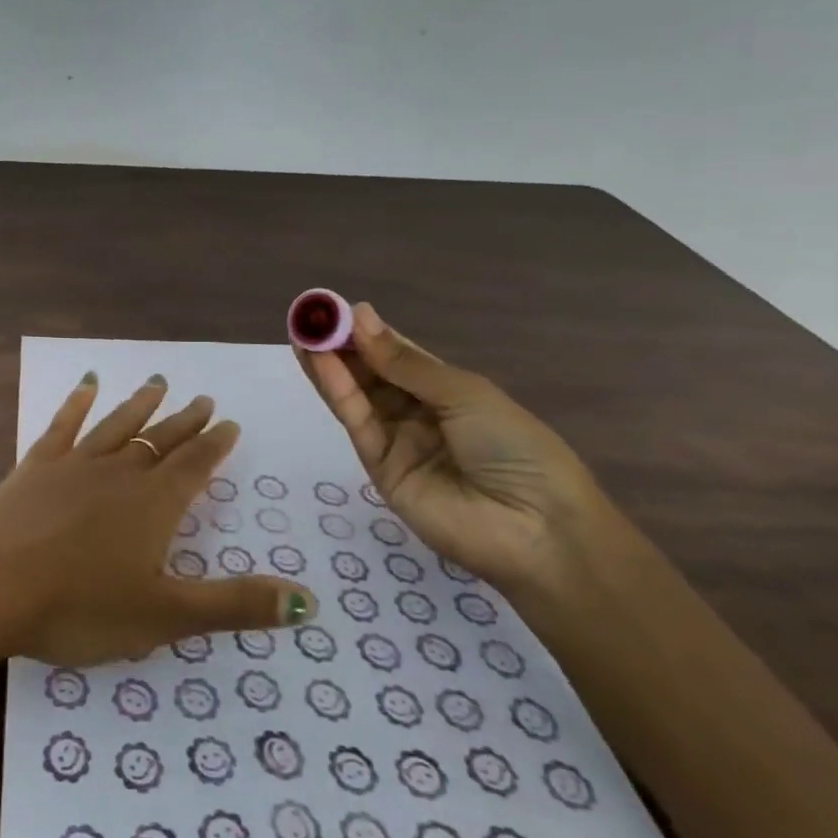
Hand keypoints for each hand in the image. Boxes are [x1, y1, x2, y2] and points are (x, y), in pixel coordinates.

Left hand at [0, 373, 315, 666]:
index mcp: (153, 504)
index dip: (215, 444)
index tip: (229, 422)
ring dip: (140, 405)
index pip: (194, 465)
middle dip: (185, 421)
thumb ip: (234, 605)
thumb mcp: (165, 616)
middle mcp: (119, 472)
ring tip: (158, 383)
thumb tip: (309, 600)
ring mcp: (73, 464)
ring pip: (117, 425)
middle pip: (160, 440)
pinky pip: (63, 425)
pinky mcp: (35, 466)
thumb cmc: (80, 607)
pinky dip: (77, 403)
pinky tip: (86, 384)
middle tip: (203, 399)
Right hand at [294, 302, 627, 603]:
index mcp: (449, 391)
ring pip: (357, 395)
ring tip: (301, 332)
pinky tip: (319, 362)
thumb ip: (403, 362)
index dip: (368, 332)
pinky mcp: (379, 467)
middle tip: (308, 316)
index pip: (399, 355)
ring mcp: (397, 441)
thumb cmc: (514, 447)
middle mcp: (419, 413)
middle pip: (371, 374)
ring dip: (328, 364)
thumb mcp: (464, 393)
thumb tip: (359, 315)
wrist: (535, 529)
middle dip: (340, 345)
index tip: (335, 308)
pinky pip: (356, 422)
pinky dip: (337, 390)